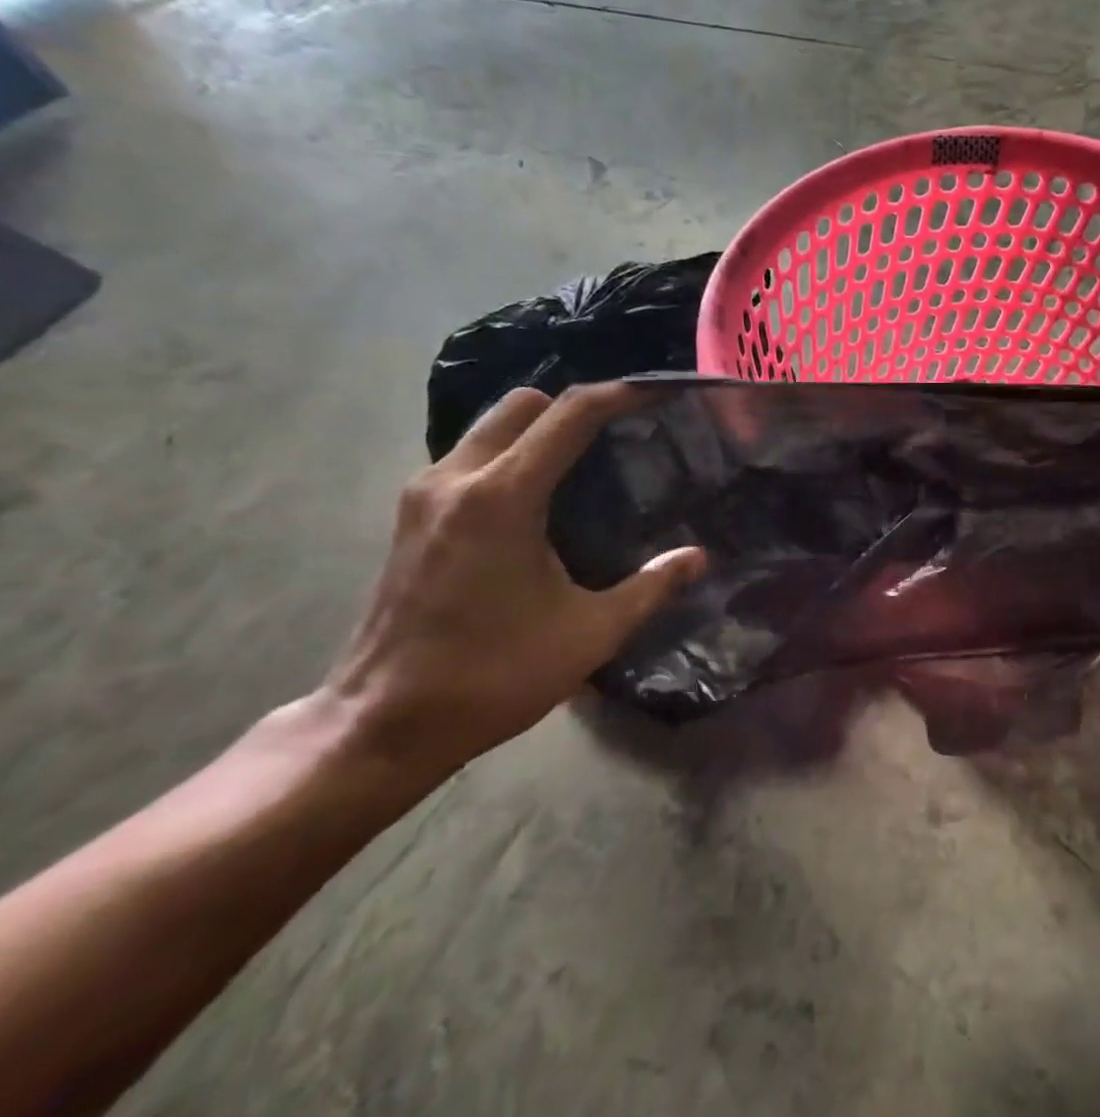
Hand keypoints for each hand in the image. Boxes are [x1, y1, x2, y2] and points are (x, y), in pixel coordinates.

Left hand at [325, 382, 704, 778]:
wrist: (383, 723)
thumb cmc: (494, 674)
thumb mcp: (590, 634)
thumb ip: (651, 588)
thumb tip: (698, 558)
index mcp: (503, 498)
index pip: (569, 415)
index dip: (618, 396)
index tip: (657, 393)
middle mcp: (456, 479)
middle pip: (522, 405)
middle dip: (574, 407)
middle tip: (622, 435)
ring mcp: (425, 496)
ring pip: (489, 427)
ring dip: (539, 429)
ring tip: (589, 461)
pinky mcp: (412, 517)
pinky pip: (470, 456)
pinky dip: (511, 454)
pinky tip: (543, 496)